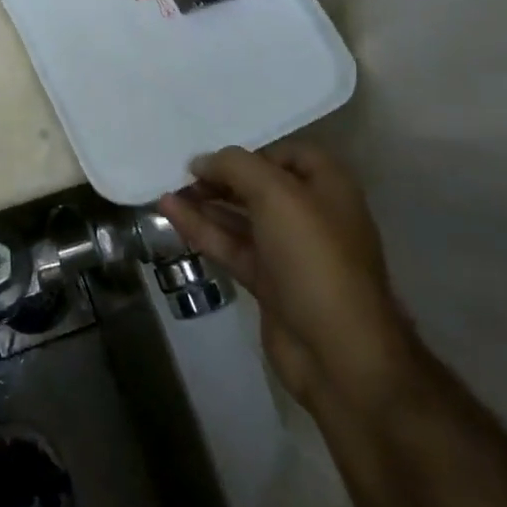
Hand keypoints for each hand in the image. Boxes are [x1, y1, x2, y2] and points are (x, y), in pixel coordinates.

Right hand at [160, 139, 418, 413]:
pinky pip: (231, 246)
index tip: (215, 157)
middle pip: (259, 185)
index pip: (287, 154)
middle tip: (182, 173)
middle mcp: (311, 215)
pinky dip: (203, 229)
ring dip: (206, 203)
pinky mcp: (269, 282)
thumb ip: (235, 166)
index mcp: (328, 187)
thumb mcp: (276, 195)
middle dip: (221, 177)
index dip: (251, 152)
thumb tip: (201, 162)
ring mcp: (289, 252)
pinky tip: (171, 213)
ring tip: (167, 189)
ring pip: (241, 217)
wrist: (339, 354)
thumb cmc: (314, 258)